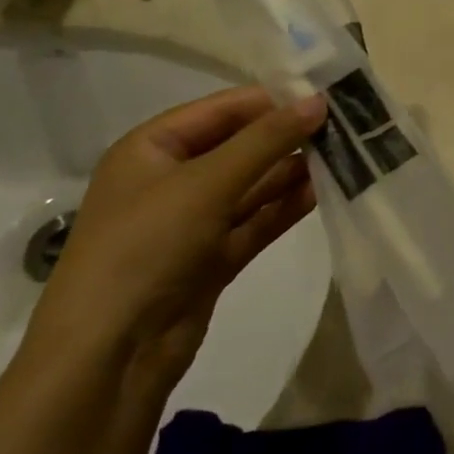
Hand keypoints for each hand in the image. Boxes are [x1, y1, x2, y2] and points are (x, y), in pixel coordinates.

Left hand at [24, 87, 325, 386]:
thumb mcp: (207, 183)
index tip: (327, 94)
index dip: (273, 99)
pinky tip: (323, 193)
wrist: (108, 360)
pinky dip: (285, 208)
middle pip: (240, 146)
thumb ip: (266, 140)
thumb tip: (319, 101)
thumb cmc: (146, 248)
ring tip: (344, 155)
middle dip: (288, 137)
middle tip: (345, 126)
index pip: (222, 109)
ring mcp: (191, 222)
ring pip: (252, 185)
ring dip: (292, 172)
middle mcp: (171, 179)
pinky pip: (255, 221)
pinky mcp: (211, 259)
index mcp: (152, 148)